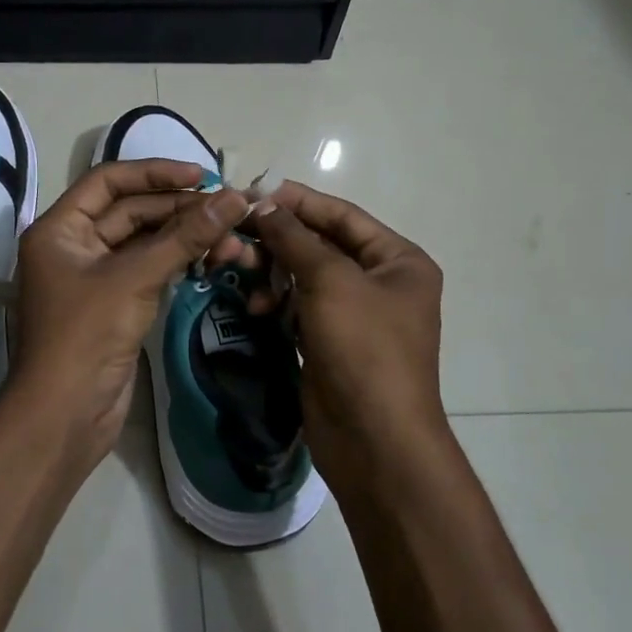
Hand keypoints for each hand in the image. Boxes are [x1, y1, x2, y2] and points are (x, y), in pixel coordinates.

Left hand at [11, 160, 252, 460]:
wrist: (65, 415)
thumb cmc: (86, 335)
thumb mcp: (134, 278)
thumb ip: (185, 237)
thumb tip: (234, 199)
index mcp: (60, 228)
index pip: (109, 181)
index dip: (154, 173)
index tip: (201, 175)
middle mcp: (74, 245)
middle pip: (131, 211)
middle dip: (180, 209)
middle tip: (229, 209)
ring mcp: (95, 276)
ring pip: (146, 242)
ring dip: (186, 237)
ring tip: (232, 239)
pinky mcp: (116, 304)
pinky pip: (150, 269)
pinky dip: (179, 261)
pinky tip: (212, 258)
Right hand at [247, 181, 446, 492]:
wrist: (374, 440)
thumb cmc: (364, 348)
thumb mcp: (331, 281)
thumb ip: (294, 238)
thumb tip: (263, 202)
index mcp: (398, 260)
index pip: (341, 215)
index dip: (297, 201)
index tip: (252, 191)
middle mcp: (379, 282)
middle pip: (319, 244)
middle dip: (276, 239)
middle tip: (233, 233)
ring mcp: (353, 314)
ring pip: (303, 275)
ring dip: (270, 270)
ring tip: (236, 267)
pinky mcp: (329, 341)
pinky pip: (297, 306)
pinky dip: (276, 302)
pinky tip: (255, 306)